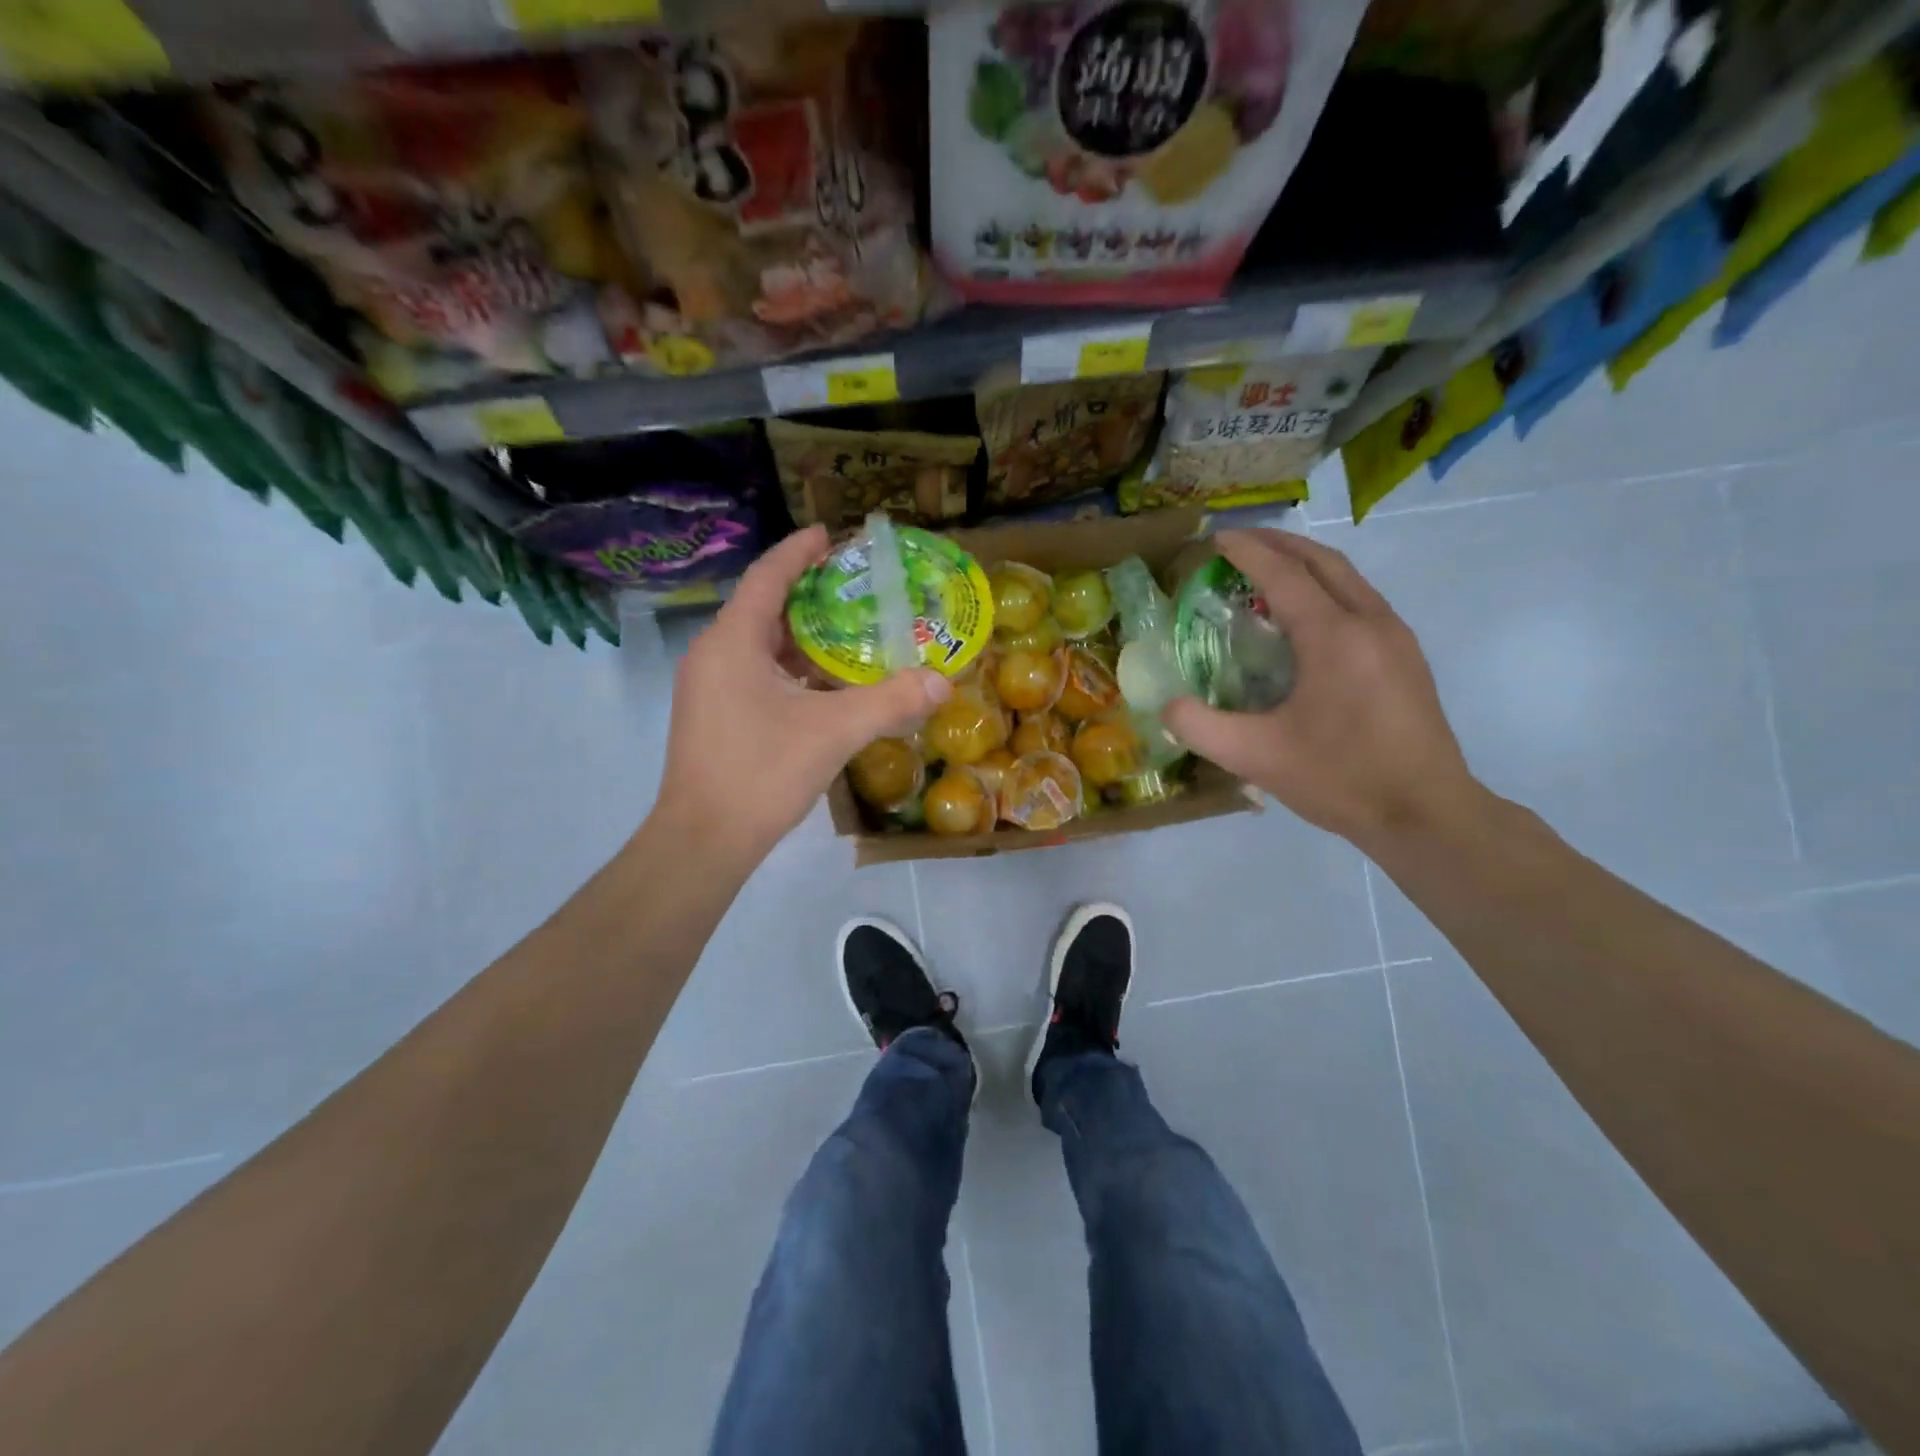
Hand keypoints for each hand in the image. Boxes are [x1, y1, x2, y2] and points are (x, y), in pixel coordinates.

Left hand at [649, 525, 950, 870]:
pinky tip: (826, 683)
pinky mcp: (714, 716)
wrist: (703, 840)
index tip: (830, 534)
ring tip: (851, 631)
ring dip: (802, 636)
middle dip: (809, 594)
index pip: (767, 577)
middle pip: (764, 608)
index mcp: (733, 642)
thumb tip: (943, 682)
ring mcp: (709, 687)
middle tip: (856, 587)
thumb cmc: (761, 772)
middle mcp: (714, 655)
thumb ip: (890, 702)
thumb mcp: (833, 732)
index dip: (799, 551)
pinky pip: (756, 673)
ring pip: (760, 645)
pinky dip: (791, 668)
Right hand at [1163, 529, 1483, 845]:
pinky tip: (1308, 618)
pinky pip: (1362, 602)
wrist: (1426, 814)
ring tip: (1270, 570)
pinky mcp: (1407, 659)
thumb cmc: (1340, 779)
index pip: (1283, 575)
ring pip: (1349, 579)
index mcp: (1333, 637)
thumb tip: (1166, 706)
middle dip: (1280, 544)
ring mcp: (1396, 638)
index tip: (1215, 539)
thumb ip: (1200, 727)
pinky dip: (1328, 590)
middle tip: (1240, 542)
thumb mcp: (1255, 757)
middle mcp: (1370, 622)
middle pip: (1324, 562)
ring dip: (1307, 564)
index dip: (1247, 552)